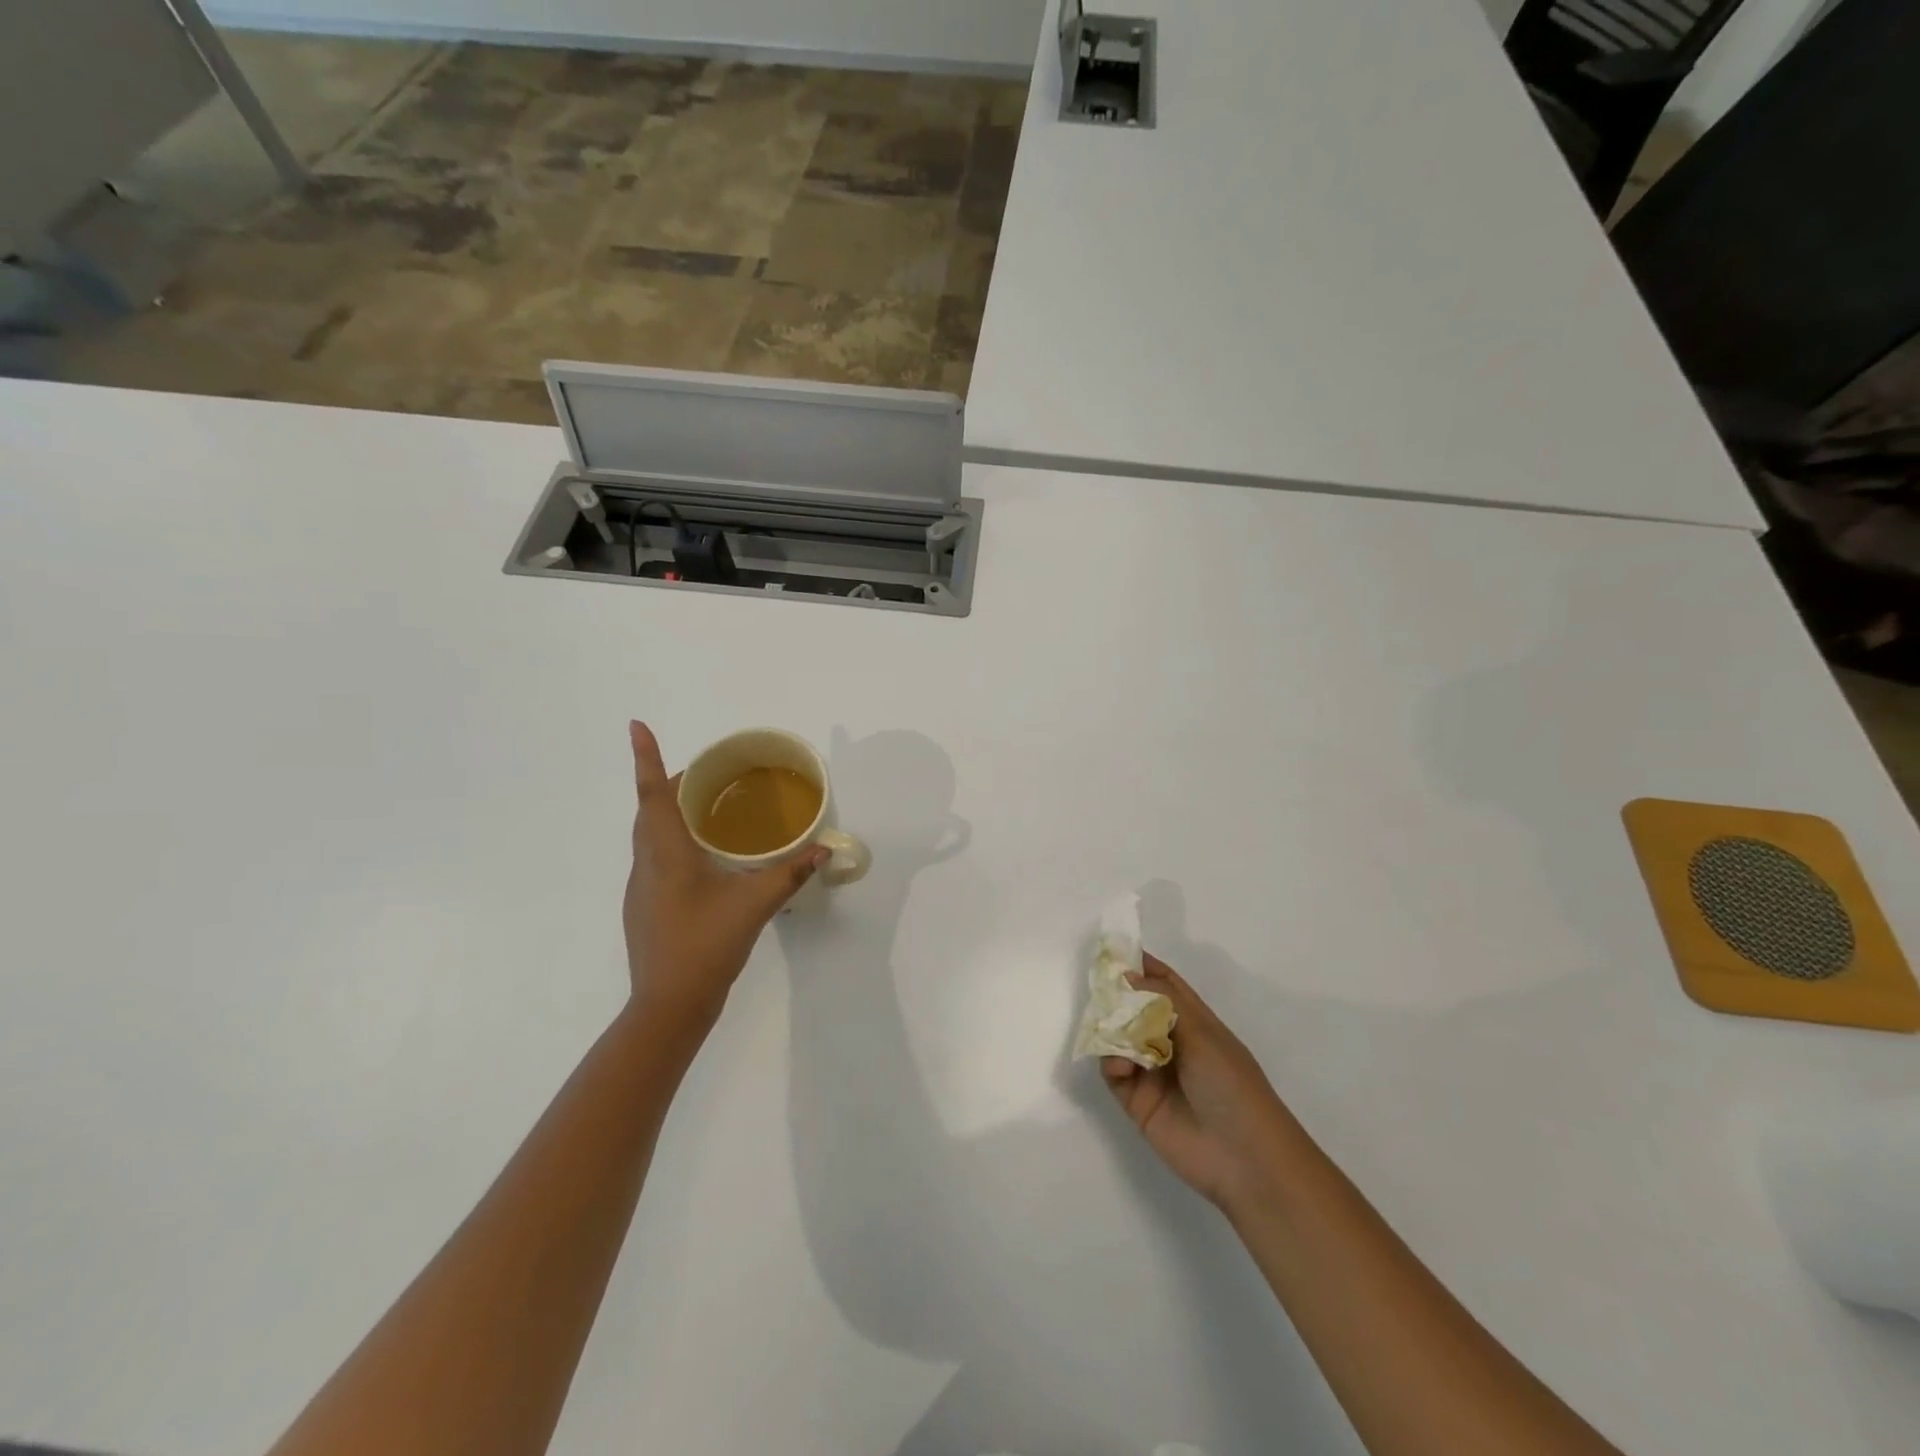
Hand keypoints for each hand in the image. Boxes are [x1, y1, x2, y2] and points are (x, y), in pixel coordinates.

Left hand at [622, 722, 824, 1037]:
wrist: (668, 1006)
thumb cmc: (707, 946)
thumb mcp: (755, 906)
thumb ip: (790, 873)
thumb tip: (824, 849)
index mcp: (668, 853)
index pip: (654, 794)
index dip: (646, 757)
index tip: (636, 725)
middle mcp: (647, 863)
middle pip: (649, 810)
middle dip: (667, 781)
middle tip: (704, 771)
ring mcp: (641, 887)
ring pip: (649, 835)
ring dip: (668, 811)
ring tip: (704, 806)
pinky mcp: (644, 906)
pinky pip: (654, 857)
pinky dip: (672, 840)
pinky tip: (701, 857)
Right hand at [1103, 954, 1300, 1209]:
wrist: (1244, 1158)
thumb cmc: (1232, 1085)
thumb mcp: (1203, 1034)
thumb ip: (1163, 1002)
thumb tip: (1129, 974)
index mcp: (1195, 1023)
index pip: (1166, 985)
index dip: (1144, 966)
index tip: (1115, 949)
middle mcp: (1171, 1043)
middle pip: (1136, 1009)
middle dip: (1117, 996)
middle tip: (1097, 987)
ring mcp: (1153, 1072)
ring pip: (1119, 1039)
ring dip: (1112, 1031)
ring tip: (1109, 1032)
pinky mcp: (1137, 1101)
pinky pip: (1114, 1072)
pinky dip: (1110, 1062)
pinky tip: (1118, 1066)